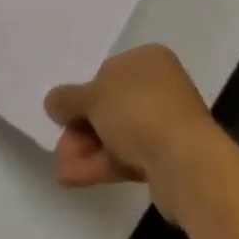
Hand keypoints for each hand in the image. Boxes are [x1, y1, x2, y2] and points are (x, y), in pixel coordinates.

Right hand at [44, 45, 223, 220]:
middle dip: (81, 129)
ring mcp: (165, 124)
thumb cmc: (139, 112)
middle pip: (110, 107)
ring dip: (86, 150)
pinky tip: (72, 178)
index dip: (83, 95)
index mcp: (148, 60)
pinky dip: (100, 165)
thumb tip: (52, 102)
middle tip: (60, 147)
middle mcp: (160, 87)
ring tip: (62, 170)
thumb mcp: (93, 97)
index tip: (65, 114)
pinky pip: (126, 157)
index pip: (107, 73)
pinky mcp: (166, 158)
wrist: (186, 164)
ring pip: (116, 134)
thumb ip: (68, 99)